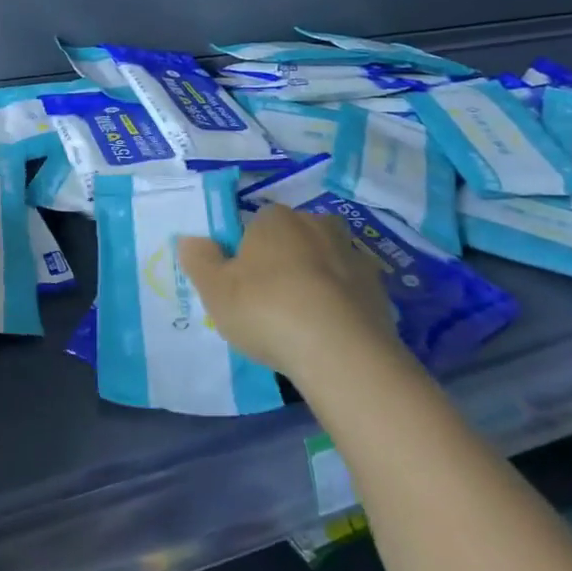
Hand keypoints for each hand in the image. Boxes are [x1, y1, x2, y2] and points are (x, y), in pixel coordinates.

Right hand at [178, 205, 398, 378]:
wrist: (341, 352)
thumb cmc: (267, 309)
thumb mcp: (215, 289)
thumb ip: (199, 260)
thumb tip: (190, 240)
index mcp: (276, 218)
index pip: (256, 223)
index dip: (247, 251)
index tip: (241, 282)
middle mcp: (317, 225)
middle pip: (295, 238)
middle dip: (286, 260)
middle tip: (271, 299)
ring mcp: (354, 256)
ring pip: (327, 263)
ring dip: (317, 282)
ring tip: (303, 322)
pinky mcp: (380, 291)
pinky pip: (351, 293)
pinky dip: (341, 307)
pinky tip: (329, 335)